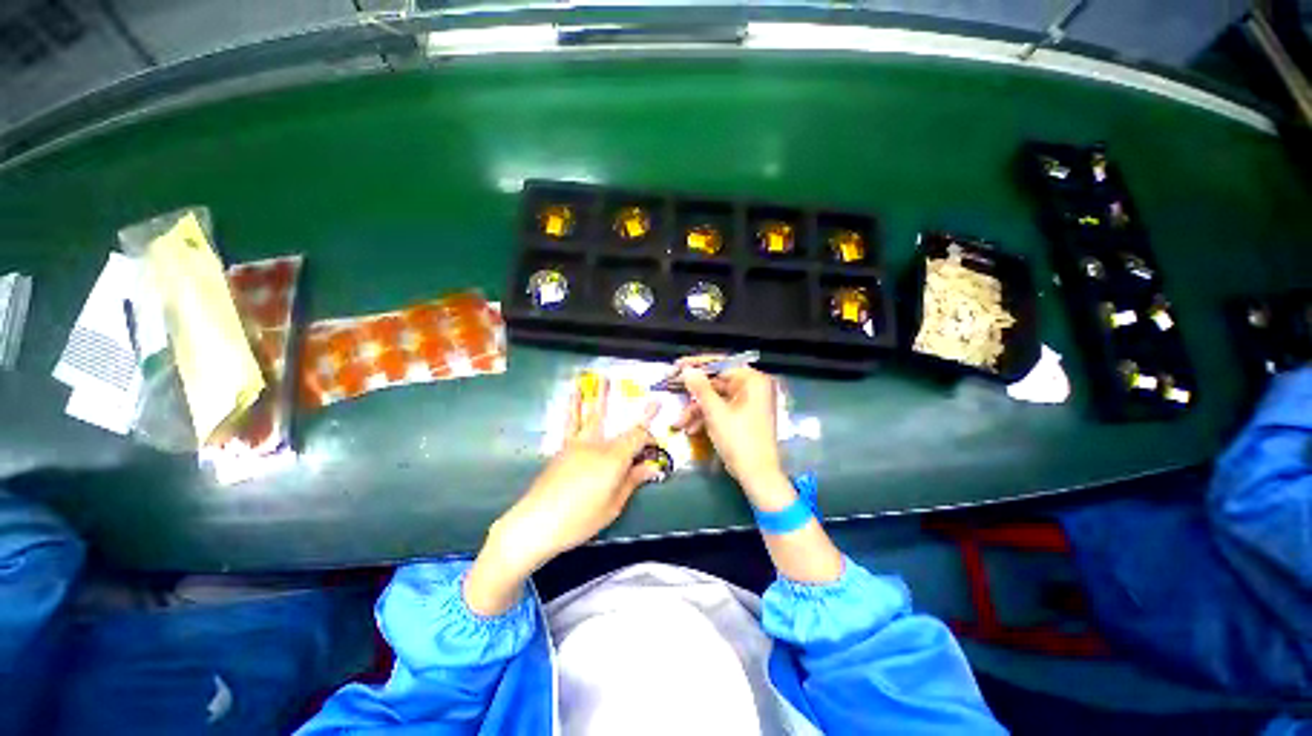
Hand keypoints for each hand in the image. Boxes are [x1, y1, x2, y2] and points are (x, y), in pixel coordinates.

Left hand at [466, 377, 659, 614]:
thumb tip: (651, 466)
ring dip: (592, 397)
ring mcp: (575, 444)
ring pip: (586, 416)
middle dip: (617, 403)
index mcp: (613, 457)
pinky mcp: (561, 450)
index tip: (657, 404)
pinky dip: (571, 410)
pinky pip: (569, 424)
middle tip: (619, 384)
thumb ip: (632, 481)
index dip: (649, 422)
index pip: (637, 434)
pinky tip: (570, 401)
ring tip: (593, 380)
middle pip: (613, 421)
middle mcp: (595, 444)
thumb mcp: (613, 505)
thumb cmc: (580, 518)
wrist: (536, 522)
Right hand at [671, 355, 791, 507]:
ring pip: (716, 398)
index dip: (696, 365)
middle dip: (694, 394)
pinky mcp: (743, 416)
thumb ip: (700, 388)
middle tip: (672, 389)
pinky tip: (691, 429)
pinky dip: (706, 417)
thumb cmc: (739, 440)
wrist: (758, 476)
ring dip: (697, 410)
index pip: (721, 364)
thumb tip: (687, 369)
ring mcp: (748, 403)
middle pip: (717, 382)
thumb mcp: (715, 412)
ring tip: (680, 423)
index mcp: (752, 381)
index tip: (676, 366)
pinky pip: (721, 410)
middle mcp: (753, 387)